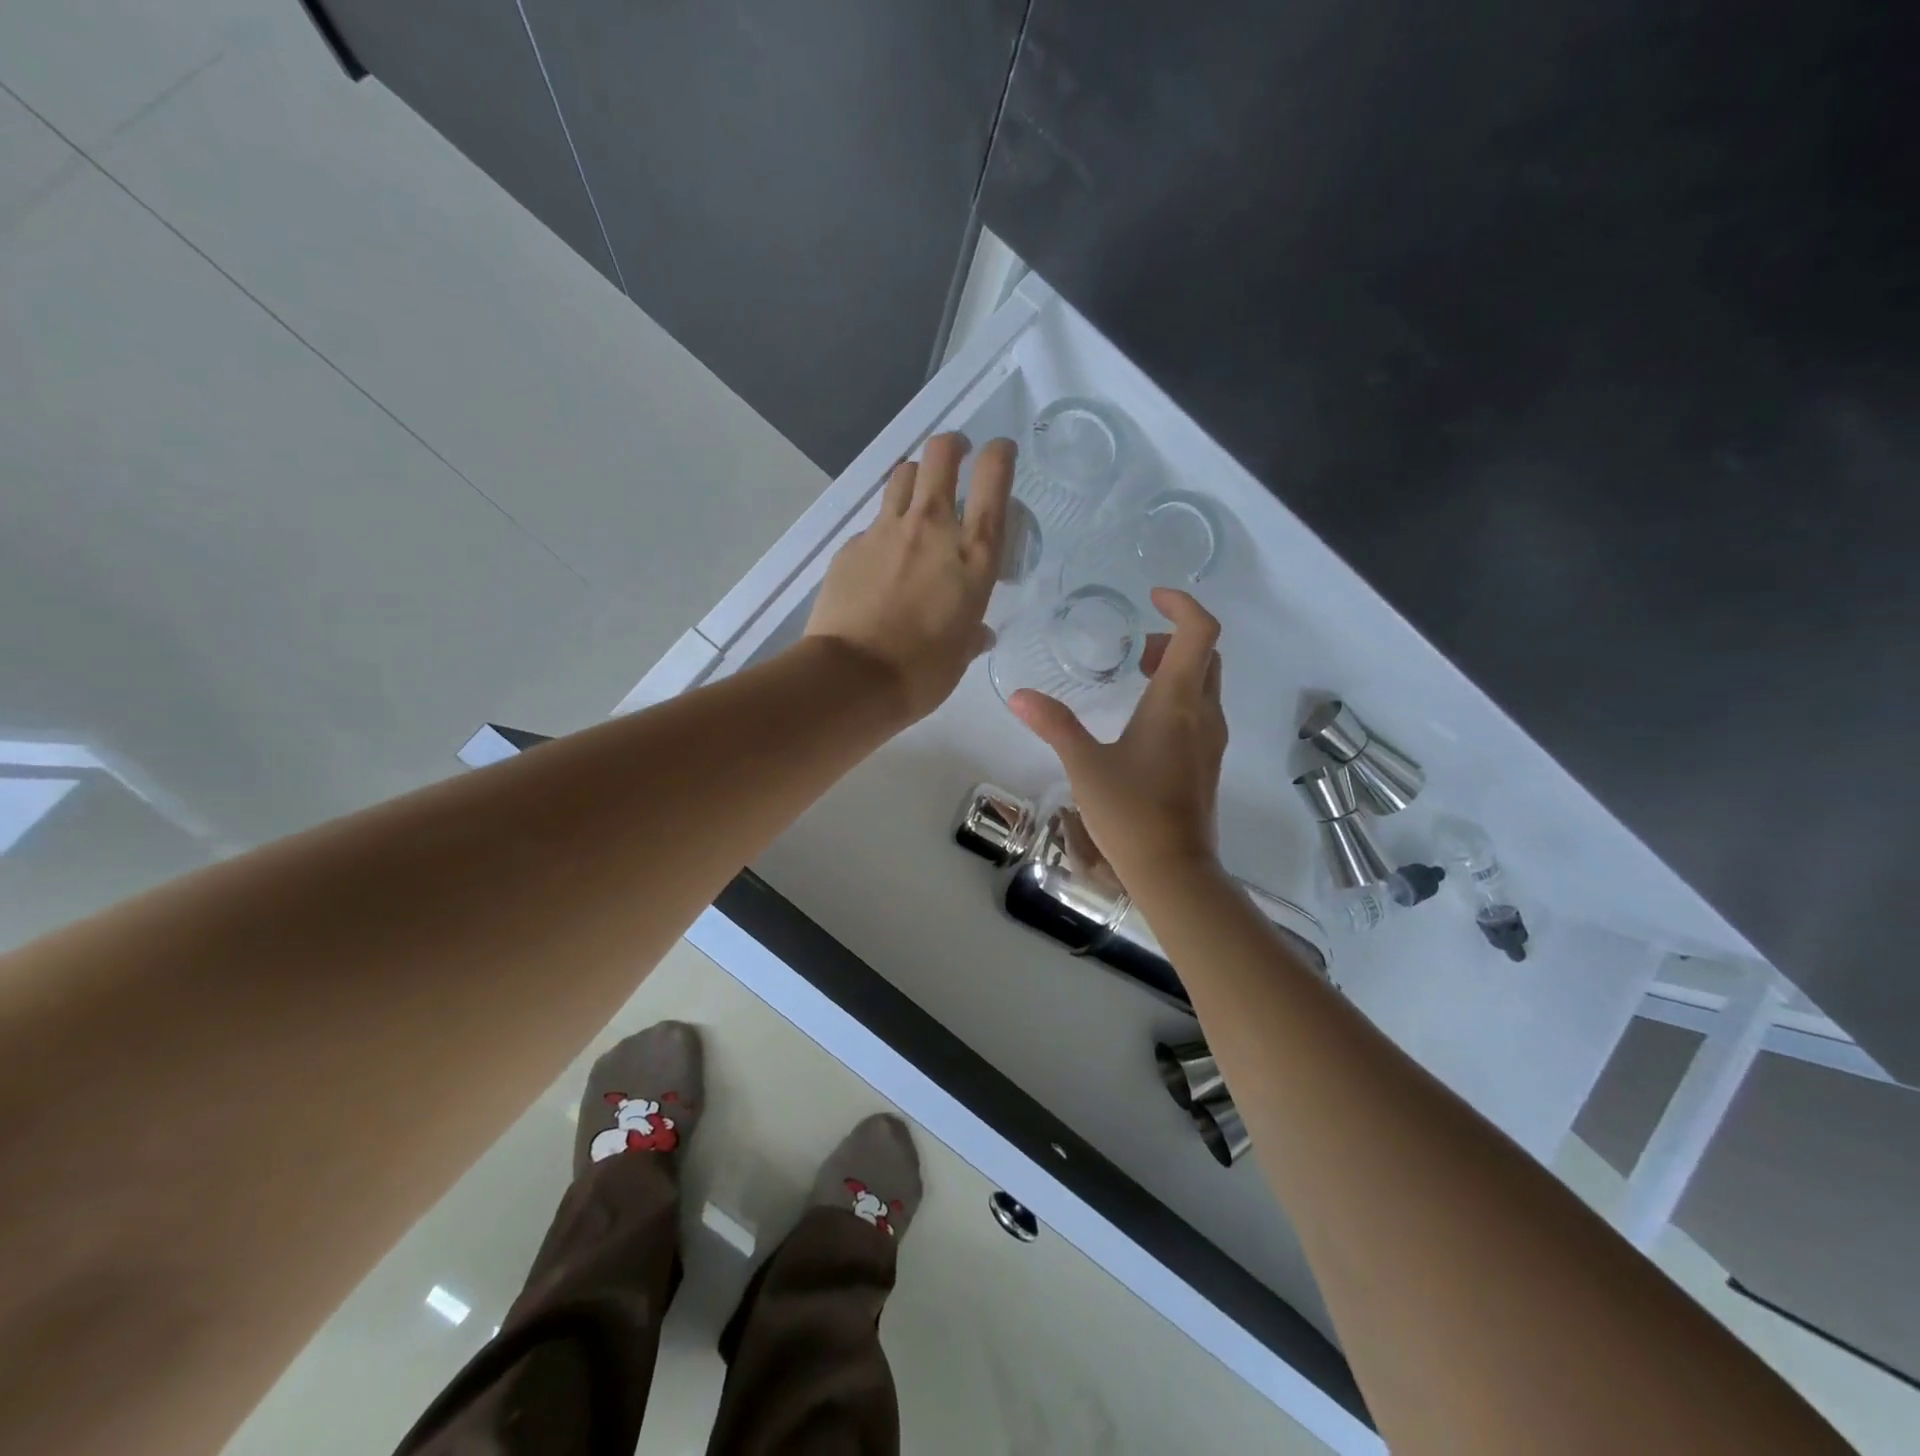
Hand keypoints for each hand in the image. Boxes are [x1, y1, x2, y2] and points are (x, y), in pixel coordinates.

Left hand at [805, 432, 1014, 722]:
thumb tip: (978, 634)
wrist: (852, 678)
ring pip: (902, 475)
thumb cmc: (921, 672)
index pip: (994, 480)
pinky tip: (881, 557)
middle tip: (955, 454)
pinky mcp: (852, 545)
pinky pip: (873, 522)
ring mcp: (886, 532)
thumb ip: (972, 634)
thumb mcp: (960, 655)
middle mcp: (932, 529)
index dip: (999, 454)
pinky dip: (883, 529)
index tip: (1000, 451)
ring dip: (916, 476)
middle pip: (940, 455)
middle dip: (951, 445)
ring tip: (918, 496)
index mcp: (973, 555)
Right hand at [1010, 589, 1226, 886]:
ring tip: (1136, 676)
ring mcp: (1211, 740)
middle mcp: (1203, 714)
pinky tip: (1143, 721)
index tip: (1151, 598)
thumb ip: (1054, 724)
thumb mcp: (1084, 765)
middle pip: (1206, 655)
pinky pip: (1201, 710)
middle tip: (1135, 647)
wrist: (1173, 870)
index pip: (1200, 632)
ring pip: (1205, 684)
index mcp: (1178, 702)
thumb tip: (1020, 696)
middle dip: (1174, 637)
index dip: (1182, 604)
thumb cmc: (1130, 812)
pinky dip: (1179, 695)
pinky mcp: (1208, 762)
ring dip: (1177, 668)